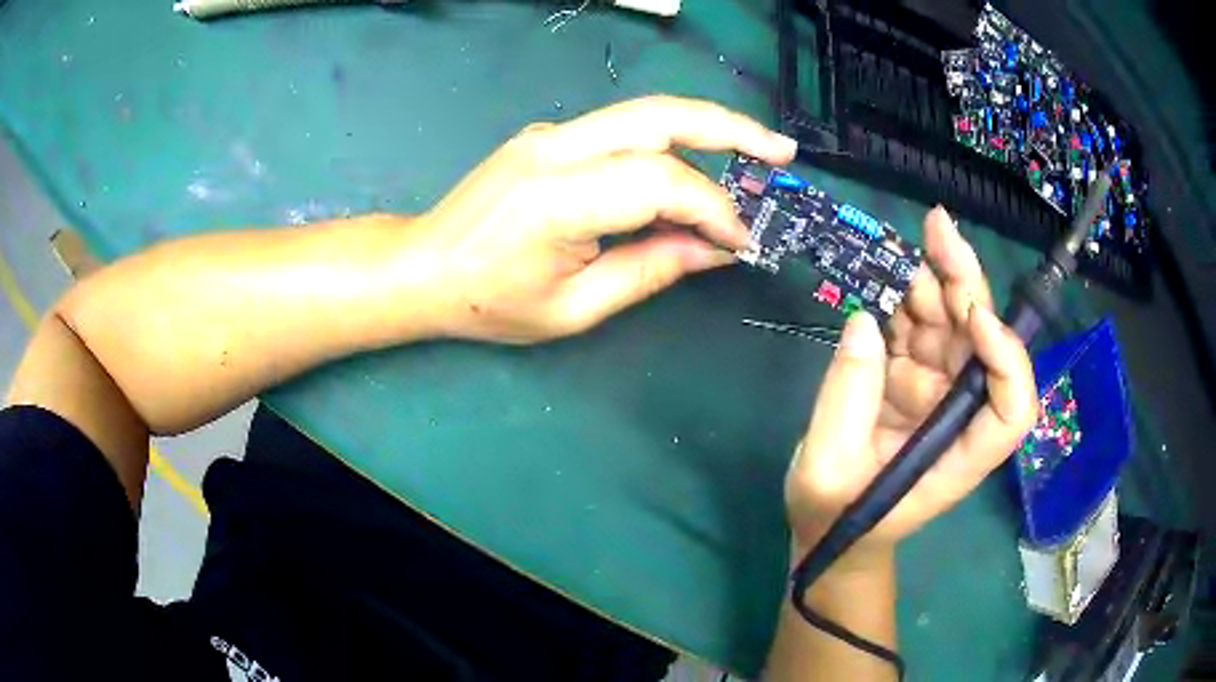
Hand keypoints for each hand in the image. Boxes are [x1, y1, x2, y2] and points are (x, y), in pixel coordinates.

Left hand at [409, 96, 796, 342]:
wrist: (422, 266)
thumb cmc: (488, 302)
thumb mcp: (573, 308)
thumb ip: (649, 271)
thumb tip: (714, 249)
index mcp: (557, 197)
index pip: (660, 181)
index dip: (712, 208)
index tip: (741, 240)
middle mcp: (556, 147)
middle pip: (661, 116)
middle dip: (731, 129)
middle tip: (782, 151)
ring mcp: (551, 134)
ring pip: (646, 114)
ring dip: (707, 129)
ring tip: (758, 151)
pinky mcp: (552, 136)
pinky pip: (623, 132)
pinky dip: (670, 147)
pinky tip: (694, 172)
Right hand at [785, 207, 1037, 569]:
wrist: (829, 528)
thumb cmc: (834, 518)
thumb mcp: (826, 472)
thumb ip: (846, 400)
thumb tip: (867, 321)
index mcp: (958, 456)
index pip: (1011, 409)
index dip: (1006, 358)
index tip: (972, 315)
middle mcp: (961, 418)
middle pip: (985, 346)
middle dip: (967, 285)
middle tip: (936, 229)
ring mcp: (938, 396)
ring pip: (953, 326)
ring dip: (932, 282)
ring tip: (899, 250)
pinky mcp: (914, 380)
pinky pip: (919, 329)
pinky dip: (904, 298)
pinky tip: (885, 274)